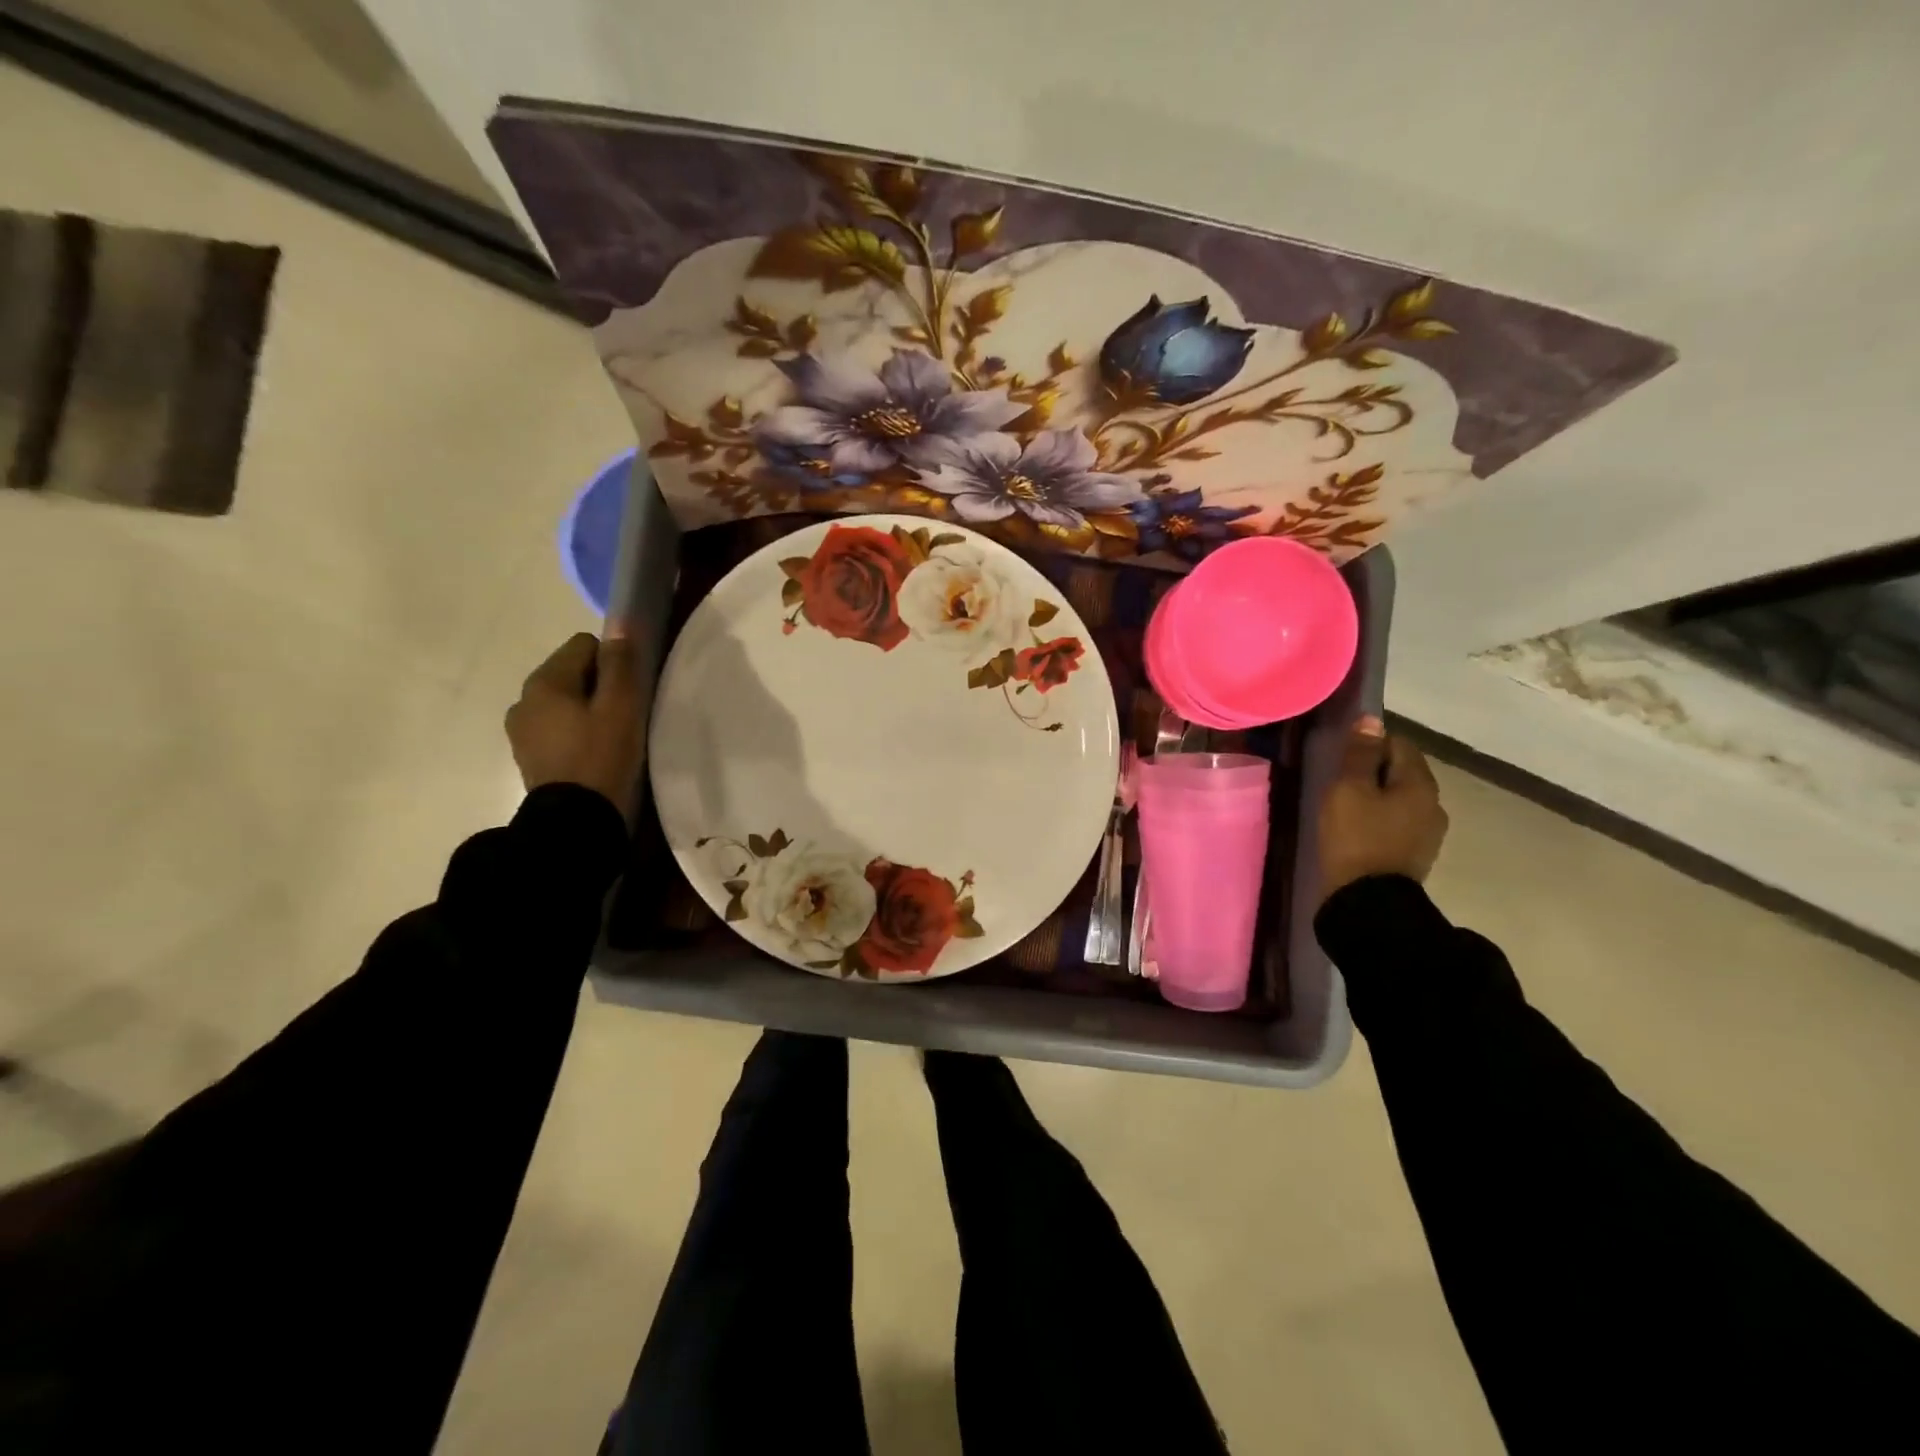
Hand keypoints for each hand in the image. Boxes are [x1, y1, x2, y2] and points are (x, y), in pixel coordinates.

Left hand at [505, 631, 645, 821]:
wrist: (574, 822)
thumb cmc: (602, 758)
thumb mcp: (622, 707)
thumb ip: (621, 664)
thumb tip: (620, 626)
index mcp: (544, 681)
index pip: (585, 644)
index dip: (614, 663)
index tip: (630, 693)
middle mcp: (524, 698)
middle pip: (572, 672)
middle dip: (600, 686)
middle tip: (625, 717)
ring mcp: (522, 730)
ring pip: (565, 701)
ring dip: (587, 711)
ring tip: (611, 740)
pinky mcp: (528, 755)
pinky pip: (557, 728)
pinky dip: (575, 733)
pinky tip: (593, 756)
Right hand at [1317, 716, 1448, 904]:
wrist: (1368, 904)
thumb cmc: (1355, 839)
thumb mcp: (1348, 790)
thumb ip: (1359, 754)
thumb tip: (1371, 720)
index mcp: (1421, 784)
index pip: (1399, 744)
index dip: (1369, 745)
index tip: (1342, 759)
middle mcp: (1433, 805)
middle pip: (1401, 772)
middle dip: (1373, 772)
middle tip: (1339, 784)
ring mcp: (1427, 834)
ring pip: (1399, 800)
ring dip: (1376, 798)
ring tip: (1345, 809)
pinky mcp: (1414, 856)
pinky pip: (1396, 824)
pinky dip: (1378, 821)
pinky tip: (1357, 832)